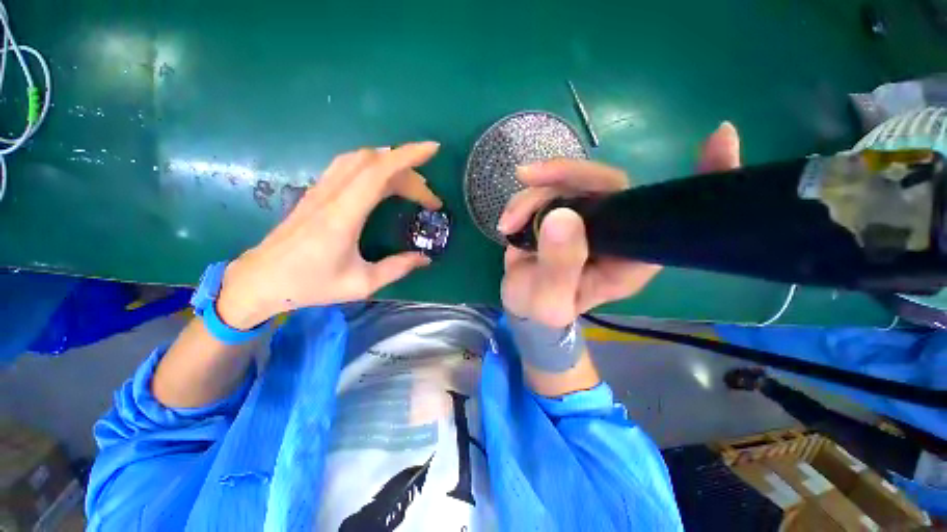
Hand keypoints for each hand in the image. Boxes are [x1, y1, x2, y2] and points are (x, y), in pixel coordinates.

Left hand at [217, 142, 442, 328]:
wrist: (260, 280)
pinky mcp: (317, 192)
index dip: (407, 156)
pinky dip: (373, 166)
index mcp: (343, 216)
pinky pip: (348, 166)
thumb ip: (396, 268)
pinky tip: (385, 181)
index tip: (432, 149)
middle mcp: (331, 195)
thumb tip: (425, 258)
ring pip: (359, 159)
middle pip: (374, 163)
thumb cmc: (310, 285)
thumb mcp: (361, 284)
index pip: (377, 172)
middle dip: (409, 173)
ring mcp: (321, 190)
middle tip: (430, 198)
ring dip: (391, 165)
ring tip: (412, 186)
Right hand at [498, 122, 741, 326]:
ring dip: (532, 196)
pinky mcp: (562, 211)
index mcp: (629, 258)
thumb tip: (561, 215)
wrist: (523, 303)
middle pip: (606, 184)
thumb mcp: (549, 300)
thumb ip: (559, 266)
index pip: (670, 218)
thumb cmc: (544, 310)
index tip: (721, 139)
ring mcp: (588, 217)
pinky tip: (507, 223)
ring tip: (508, 224)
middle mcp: (616, 231)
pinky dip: (523, 201)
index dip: (702, 180)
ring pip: (567, 183)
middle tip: (528, 177)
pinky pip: (546, 189)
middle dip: (565, 175)